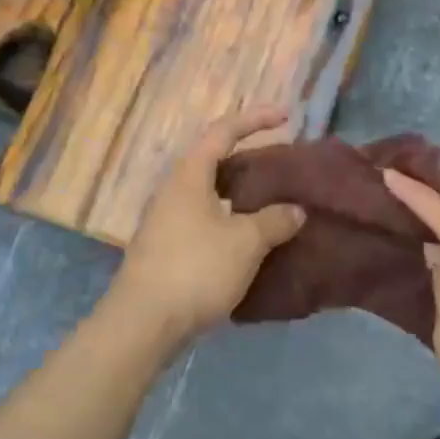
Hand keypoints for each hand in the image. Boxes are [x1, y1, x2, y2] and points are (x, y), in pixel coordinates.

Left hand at [106, 108, 306, 348]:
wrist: (144, 322)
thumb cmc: (196, 269)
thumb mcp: (245, 242)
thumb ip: (274, 220)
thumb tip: (295, 210)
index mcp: (190, 174)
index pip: (223, 131)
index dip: (255, 119)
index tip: (286, 116)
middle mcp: (174, 189)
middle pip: (214, 161)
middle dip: (248, 158)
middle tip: (281, 165)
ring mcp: (166, 219)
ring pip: (209, 193)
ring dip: (240, 193)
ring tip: (272, 202)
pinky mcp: (166, 247)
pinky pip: (204, 219)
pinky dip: (230, 219)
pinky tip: (249, 239)